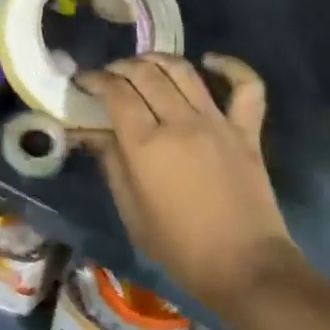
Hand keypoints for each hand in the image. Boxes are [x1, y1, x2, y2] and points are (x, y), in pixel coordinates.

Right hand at [75, 54, 297, 310]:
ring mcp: (217, 124)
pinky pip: (246, 88)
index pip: (115, 92)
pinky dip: (230, 67)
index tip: (83, 81)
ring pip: (184, 71)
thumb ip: (112, 164)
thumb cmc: (180, 248)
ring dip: (159, 60)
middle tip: (110, 76)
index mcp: (146, 146)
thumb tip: (94, 132)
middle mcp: (179, 123)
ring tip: (145, 64)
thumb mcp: (131, 212)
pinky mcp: (247, 132)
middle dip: (121, 67)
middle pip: (145, 74)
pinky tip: (210, 61)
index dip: (95, 80)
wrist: (246, 269)